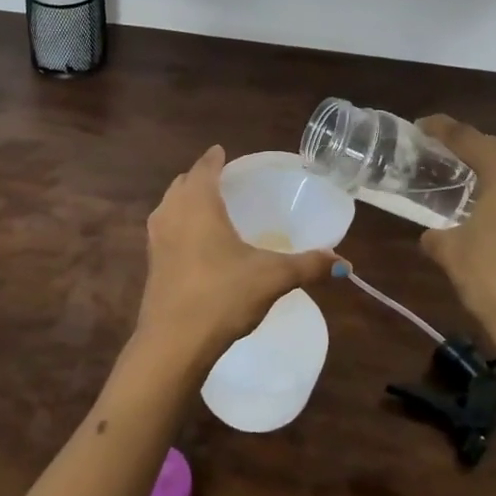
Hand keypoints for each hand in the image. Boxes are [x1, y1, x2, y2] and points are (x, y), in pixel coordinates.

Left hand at [135, 146, 334, 370]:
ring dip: (186, 201)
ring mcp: (156, 239)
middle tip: (224, 181)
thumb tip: (343, 262)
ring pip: (170, 206)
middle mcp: (171, 213)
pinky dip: (179, 225)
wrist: (173, 343)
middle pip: (183, 183)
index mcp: (198, 204)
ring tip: (210, 209)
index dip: (215, 158)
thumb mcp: (272, 278)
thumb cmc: (222, 296)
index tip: (223, 152)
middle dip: (201, 178)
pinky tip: (197, 244)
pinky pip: (166, 230)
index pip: (205, 167)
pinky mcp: (151, 264)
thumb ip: (308, 266)